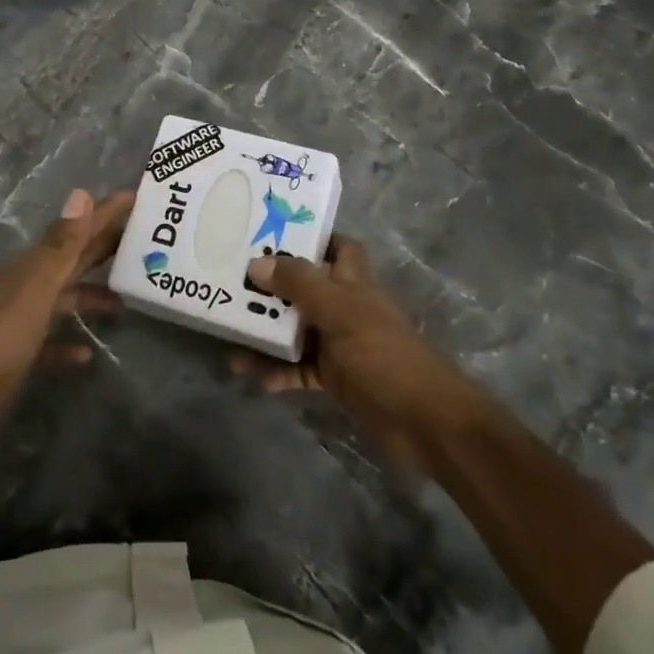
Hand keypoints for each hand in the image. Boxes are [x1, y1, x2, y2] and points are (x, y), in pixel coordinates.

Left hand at [0, 188, 132, 470]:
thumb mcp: (34, 293)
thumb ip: (60, 247)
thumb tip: (81, 193)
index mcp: (30, 267)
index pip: (74, 230)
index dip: (103, 212)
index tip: (134, 196)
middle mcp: (26, 286)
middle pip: (72, 259)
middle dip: (104, 246)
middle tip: (143, 237)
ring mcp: (21, 321)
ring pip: (66, 297)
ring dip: (93, 294)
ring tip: (126, 298)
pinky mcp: (20, 356)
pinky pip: (52, 341)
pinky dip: (70, 343)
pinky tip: (88, 353)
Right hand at [235, 235, 481, 473]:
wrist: (423, 420)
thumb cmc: (383, 353)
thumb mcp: (339, 310)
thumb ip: (299, 285)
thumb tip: (256, 263)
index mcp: (354, 282)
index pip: (337, 247)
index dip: (311, 238)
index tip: (272, 233)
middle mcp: (345, 307)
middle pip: (305, 288)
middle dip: (272, 287)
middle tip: (232, 283)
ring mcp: (340, 344)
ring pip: (297, 330)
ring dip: (267, 334)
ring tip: (230, 337)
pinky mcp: (336, 379)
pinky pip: (299, 370)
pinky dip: (278, 372)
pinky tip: (252, 377)